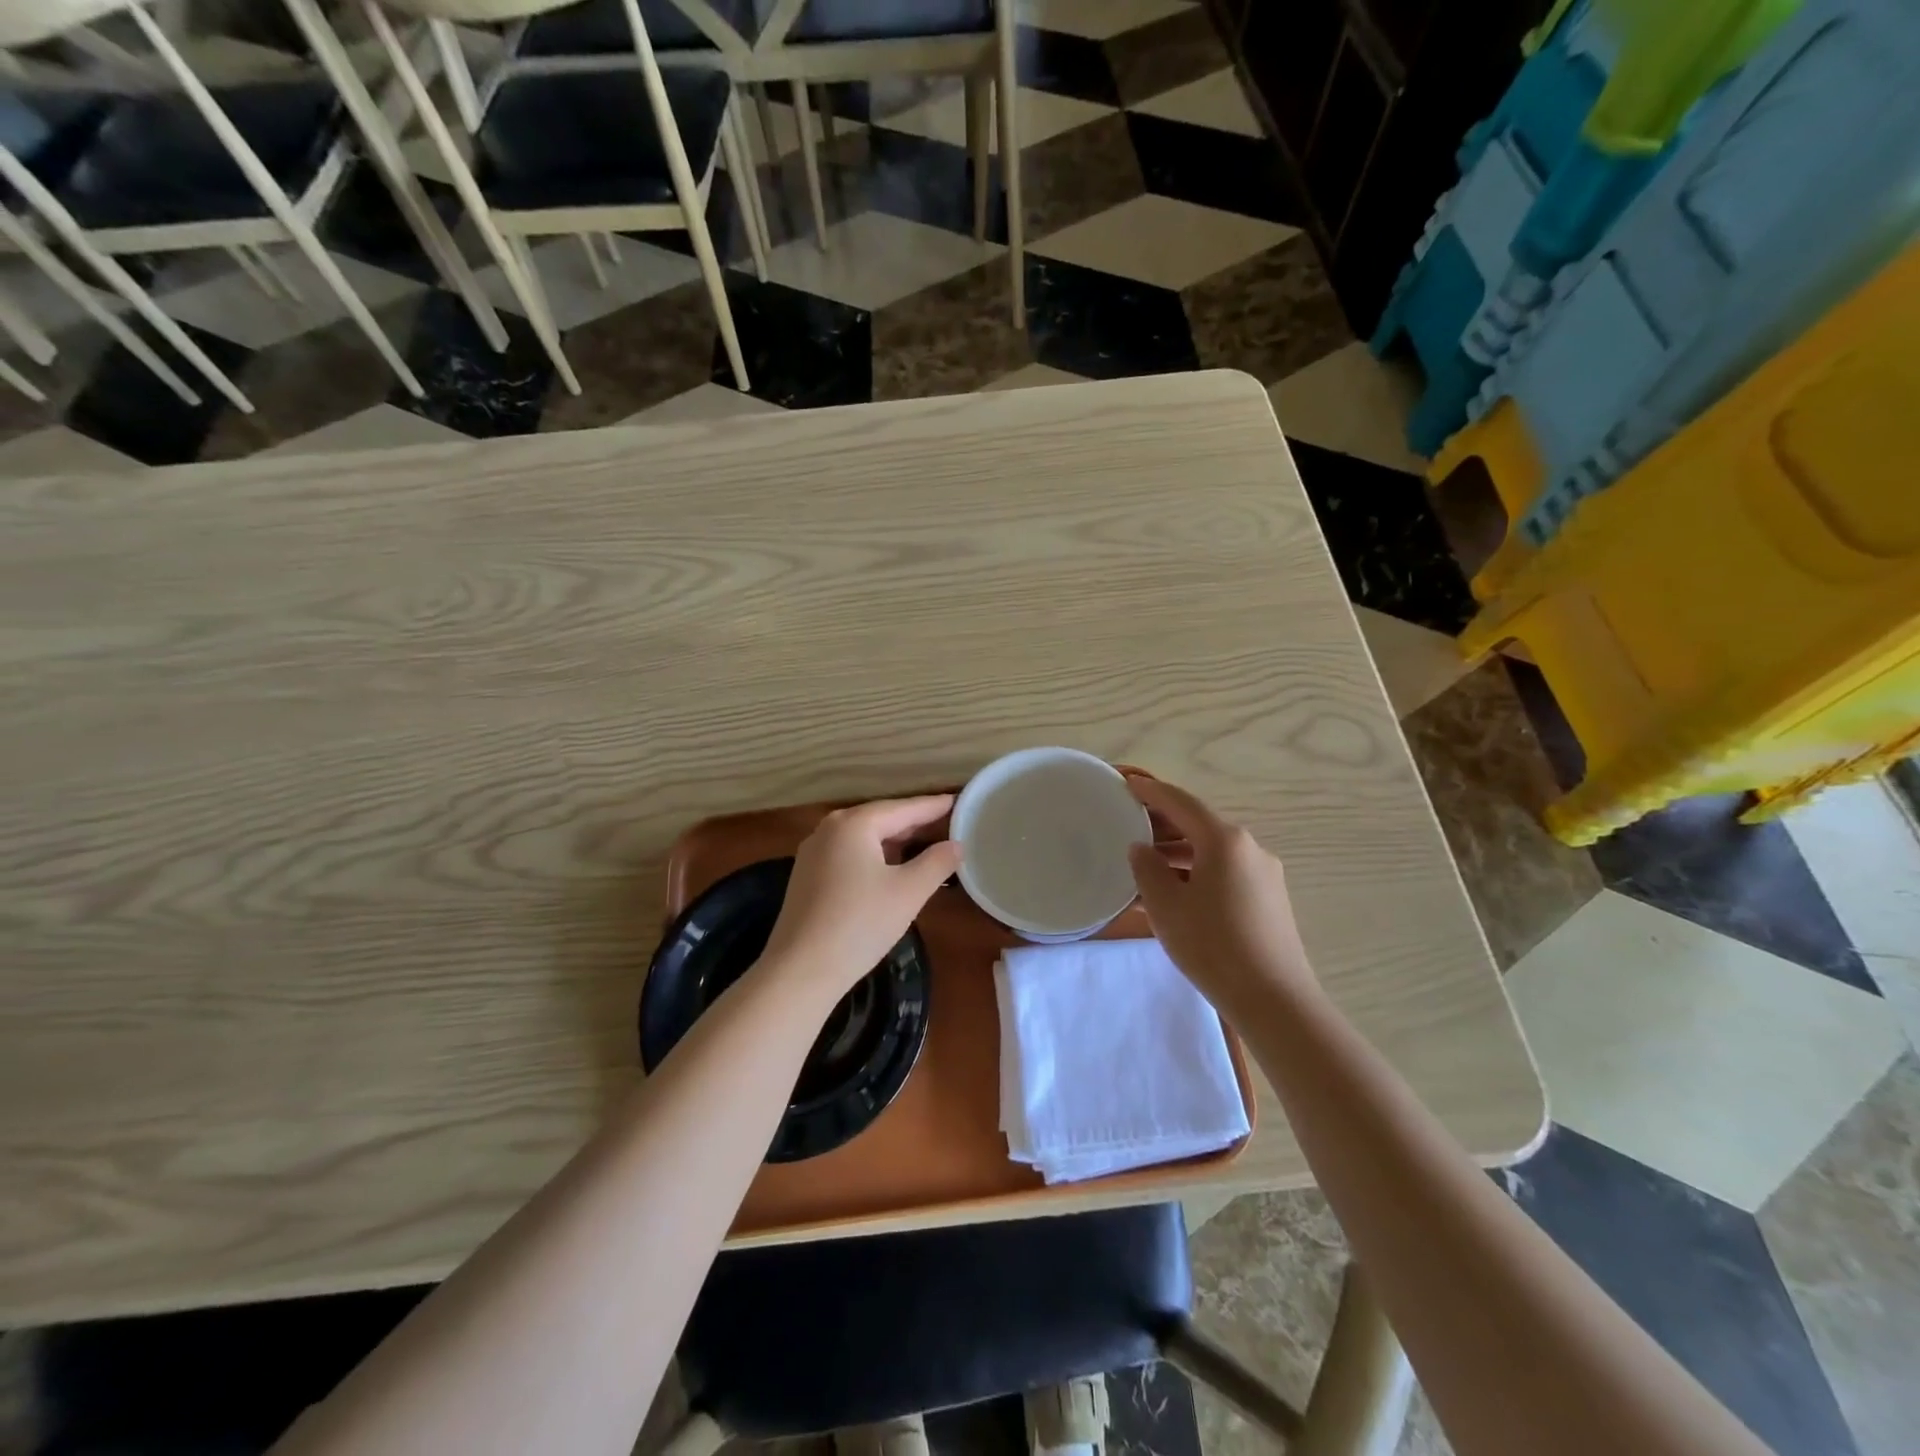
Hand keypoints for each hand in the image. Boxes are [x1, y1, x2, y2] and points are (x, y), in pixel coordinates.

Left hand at [760, 795, 961, 1007]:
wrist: (800, 970)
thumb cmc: (860, 924)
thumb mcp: (909, 892)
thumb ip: (936, 863)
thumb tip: (956, 844)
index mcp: (854, 824)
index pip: (904, 808)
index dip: (934, 806)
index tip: (959, 801)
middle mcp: (830, 828)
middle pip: (881, 819)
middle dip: (914, 823)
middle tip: (948, 823)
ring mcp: (814, 852)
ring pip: (864, 838)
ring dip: (894, 841)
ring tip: (925, 843)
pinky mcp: (807, 876)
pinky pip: (849, 854)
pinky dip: (874, 855)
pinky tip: (890, 868)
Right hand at [1127, 777, 1317, 1018]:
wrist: (1274, 1000)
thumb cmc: (1212, 946)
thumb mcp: (1166, 906)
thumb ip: (1147, 869)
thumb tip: (1142, 848)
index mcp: (1225, 840)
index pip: (1181, 803)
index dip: (1151, 791)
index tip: (1127, 784)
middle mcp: (1249, 848)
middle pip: (1199, 825)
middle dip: (1164, 824)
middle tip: (1129, 826)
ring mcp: (1264, 874)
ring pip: (1212, 852)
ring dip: (1179, 854)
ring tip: (1145, 866)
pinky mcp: (1269, 899)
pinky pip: (1225, 873)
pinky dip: (1197, 873)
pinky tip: (1175, 894)